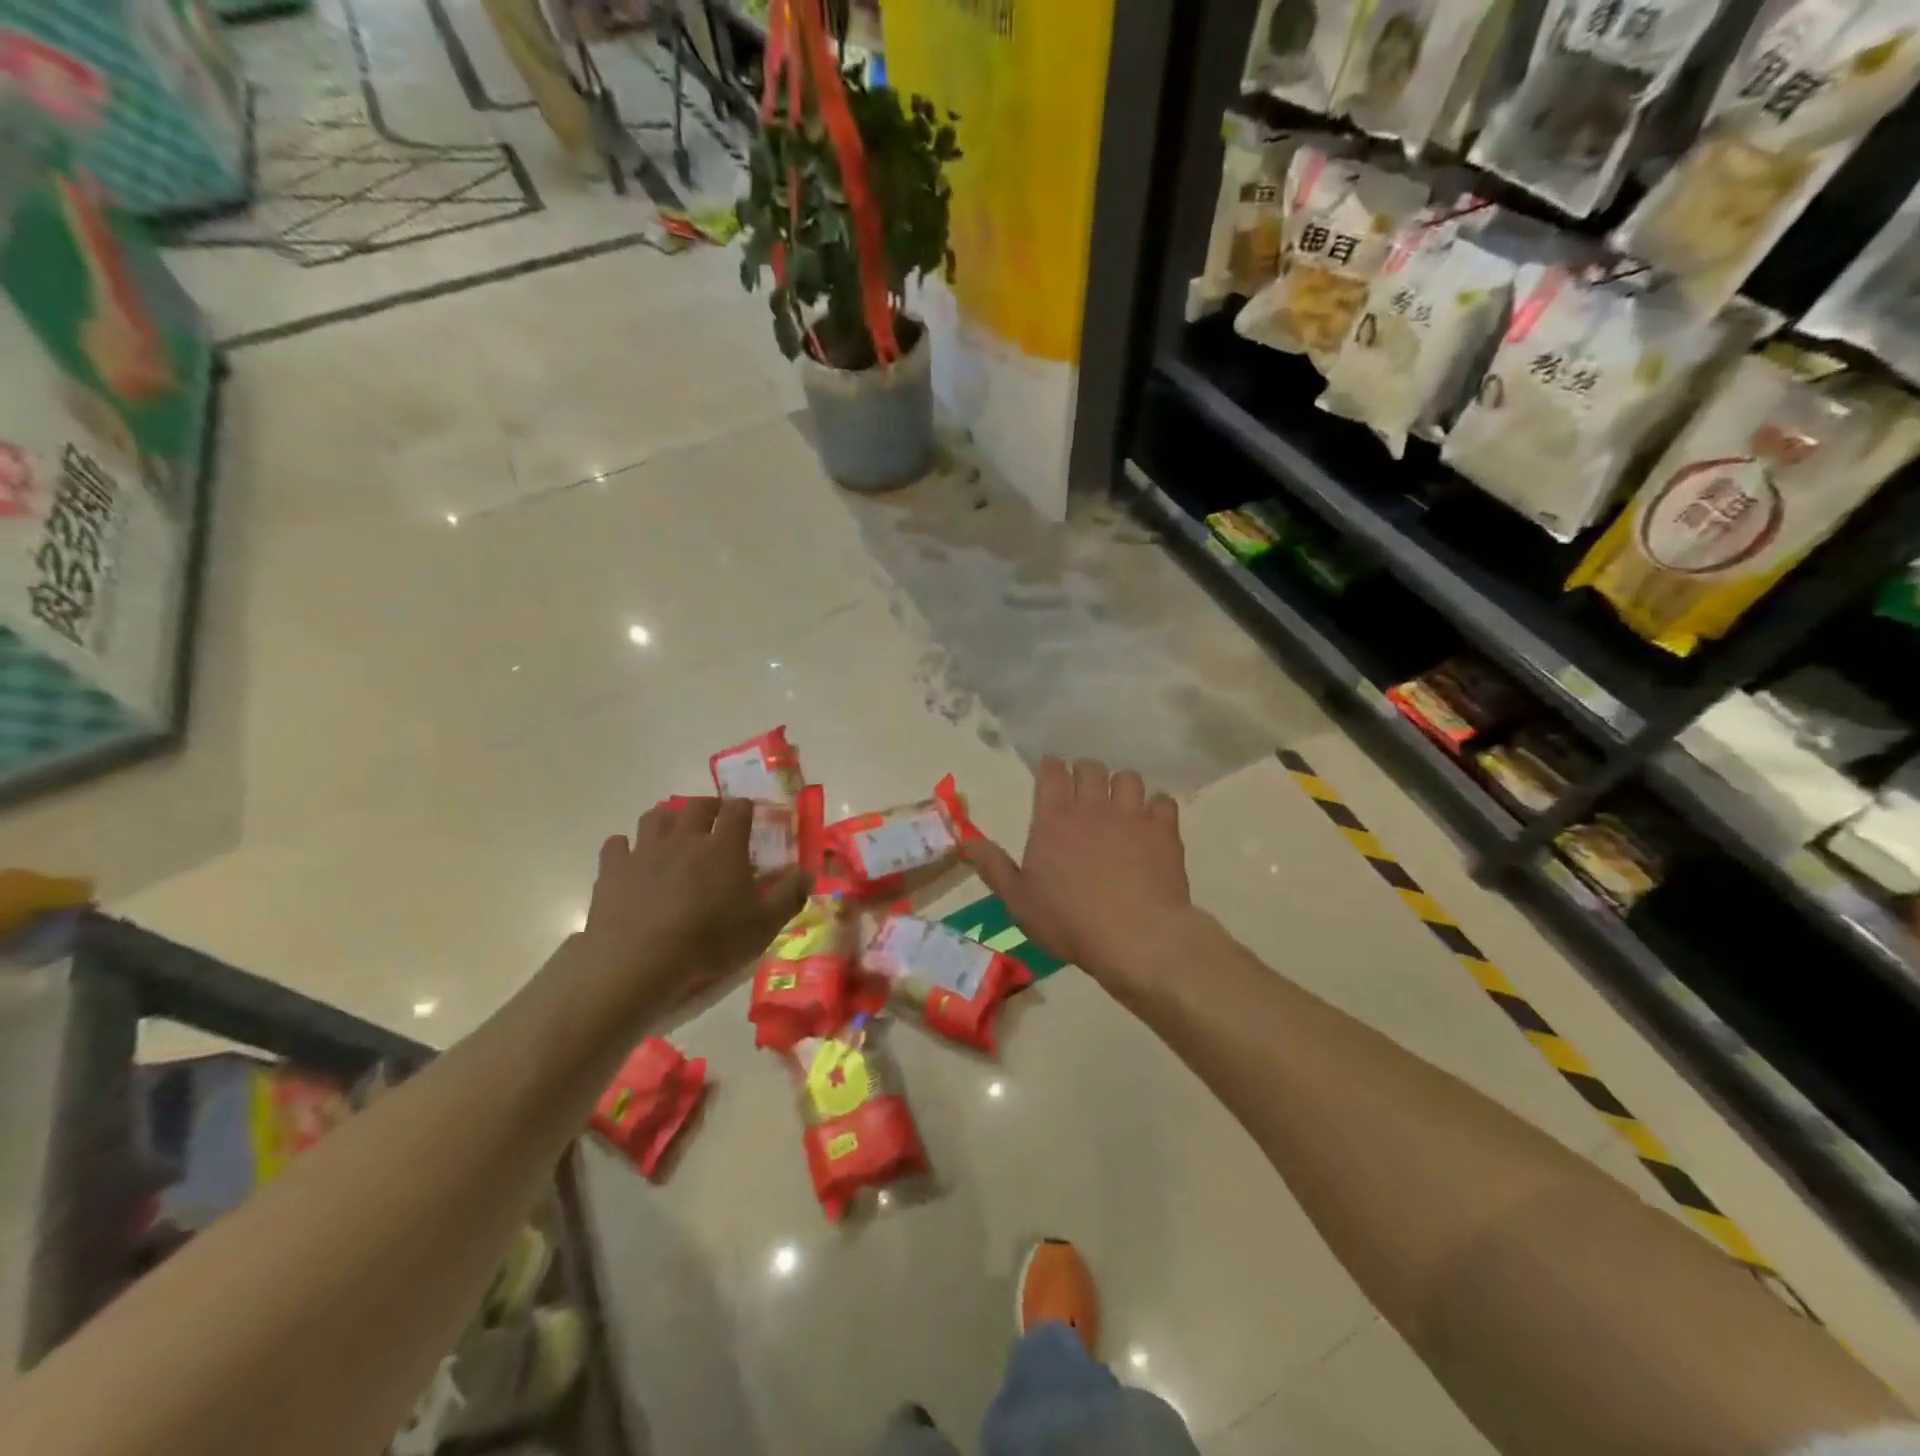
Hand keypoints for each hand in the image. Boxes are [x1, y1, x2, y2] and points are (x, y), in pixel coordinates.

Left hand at [580, 798, 808, 1016]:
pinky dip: (625, 846)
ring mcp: (645, 850)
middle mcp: (684, 837)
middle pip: (695, 806)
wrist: (640, 959)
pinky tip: (631, 858)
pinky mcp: (613, 869)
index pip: (738, 809)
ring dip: (667, 819)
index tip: (750, 815)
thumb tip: (809, 874)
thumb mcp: (763, 925)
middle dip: (708, 807)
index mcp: (723, 845)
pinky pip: (617, 845)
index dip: (745, 807)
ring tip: (673, 833)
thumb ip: (789, 896)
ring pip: (654, 817)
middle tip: (714, 819)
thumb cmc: (710, 939)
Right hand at [966, 758, 1191, 989]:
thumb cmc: (1069, 921)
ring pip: (1128, 777)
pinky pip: (1164, 802)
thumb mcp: (1018, 900)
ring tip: (1119, 806)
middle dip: (1085, 773)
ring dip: (1121, 787)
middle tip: (1084, 792)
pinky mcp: (1164, 830)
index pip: (1052, 771)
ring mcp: (1132, 814)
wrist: (1136, 937)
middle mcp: (1093, 805)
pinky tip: (1152, 824)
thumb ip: (993, 866)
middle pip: (1091, 767)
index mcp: (1054, 817)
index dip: (1050, 769)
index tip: (1050, 775)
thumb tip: (967, 839)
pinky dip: (1156, 809)